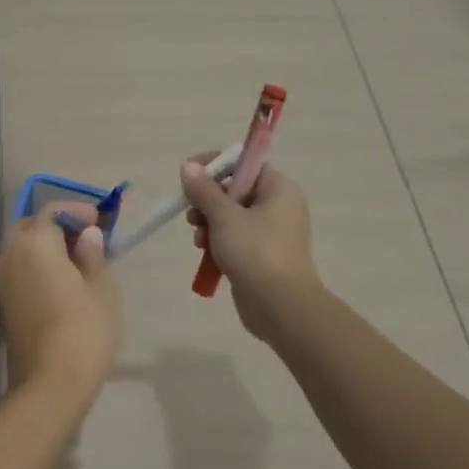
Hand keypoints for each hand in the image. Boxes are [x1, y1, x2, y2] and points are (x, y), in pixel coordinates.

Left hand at [0, 204, 123, 396]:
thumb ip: (92, 254)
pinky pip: (20, 272)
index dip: (77, 211)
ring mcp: (1, 282)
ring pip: (22, 250)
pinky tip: (62, 283)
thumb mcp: (101, 287)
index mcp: (33, 243)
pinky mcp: (3, 304)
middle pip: (31, 228)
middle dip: (58, 228)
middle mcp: (9, 256)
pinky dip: (38, 268)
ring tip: (78, 263)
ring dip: (47, 249)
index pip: (52, 211)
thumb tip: (86, 235)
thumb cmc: (84, 329)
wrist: (50, 384)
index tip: (99, 221)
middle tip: (87, 239)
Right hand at [182, 155, 320, 339]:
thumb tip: (188, 166)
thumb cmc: (255, 251)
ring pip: (232, 215)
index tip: (188, 172)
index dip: (214, 164)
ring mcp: (272, 232)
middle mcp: (279, 205)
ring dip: (209, 222)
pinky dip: (219, 240)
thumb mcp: (224, 216)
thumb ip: (204, 190)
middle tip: (191, 211)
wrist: (280, 305)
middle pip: (235, 189)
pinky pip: (236, 237)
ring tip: (198, 237)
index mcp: (278, 188)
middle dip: (208, 199)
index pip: (244, 163)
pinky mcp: (263, 255)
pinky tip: (204, 251)